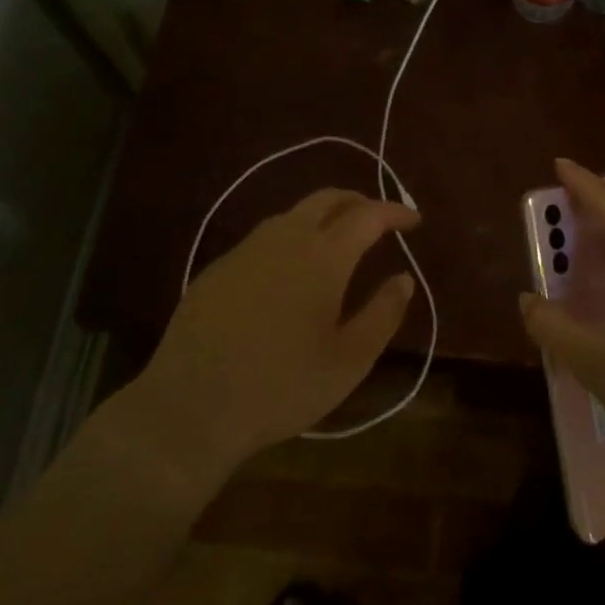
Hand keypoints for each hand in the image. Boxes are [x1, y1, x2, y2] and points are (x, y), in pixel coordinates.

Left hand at [113, 189, 418, 477]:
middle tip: (379, 221)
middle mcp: (284, 238)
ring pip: (292, 214)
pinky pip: (264, 238)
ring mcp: (246, 250)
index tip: (414, 221)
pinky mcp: (218, 268)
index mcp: (323, 256)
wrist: (190, 406)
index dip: (395, 212)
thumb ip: (383, 314)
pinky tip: (290, 271)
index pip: (367, 215)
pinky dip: (291, 238)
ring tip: (338, 242)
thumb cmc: (281, 386)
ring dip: (323, 217)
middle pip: (327, 199)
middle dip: (359, 202)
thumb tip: (403, 279)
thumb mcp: (349, 361)